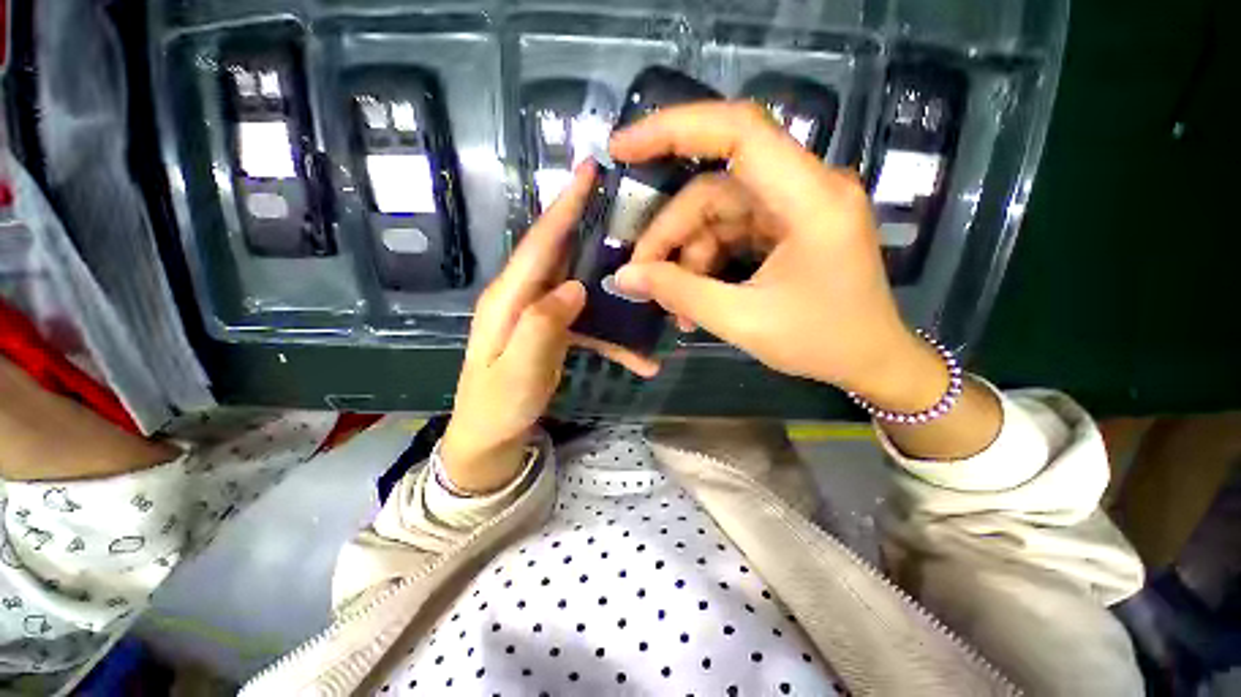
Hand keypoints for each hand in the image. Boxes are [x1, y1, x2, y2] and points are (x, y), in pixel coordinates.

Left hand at [442, 162, 654, 492]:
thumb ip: (542, 326)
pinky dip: (611, 333)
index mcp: (509, 299)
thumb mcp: (519, 371)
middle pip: (562, 254)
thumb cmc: (498, 406)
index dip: (564, 206)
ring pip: (581, 289)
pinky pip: (585, 321)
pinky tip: (637, 355)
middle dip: (593, 230)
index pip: (540, 242)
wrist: (489, 437)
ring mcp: (538, 314)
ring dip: (614, 297)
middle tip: (630, 214)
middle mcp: (522, 297)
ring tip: (650, 298)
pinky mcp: (550, 331)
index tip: (588, 170)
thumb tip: (574, 287)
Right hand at [611, 101, 948, 411]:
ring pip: (715, 215)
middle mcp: (804, 188)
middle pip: (713, 189)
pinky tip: (693, 299)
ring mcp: (794, 208)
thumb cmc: (821, 343)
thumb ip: (680, 293)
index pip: (738, 130)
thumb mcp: (743, 321)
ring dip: (685, 257)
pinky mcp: (785, 228)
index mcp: (809, 198)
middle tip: (641, 278)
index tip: (622, 148)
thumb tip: (625, 277)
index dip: (673, 128)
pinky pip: (729, 233)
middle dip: (669, 234)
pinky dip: (705, 263)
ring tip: (671, 303)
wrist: (870, 360)